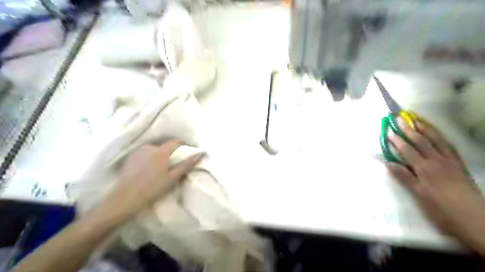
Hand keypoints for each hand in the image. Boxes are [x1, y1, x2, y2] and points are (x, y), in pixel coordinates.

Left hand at [98, 142, 204, 221]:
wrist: (126, 199)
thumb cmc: (153, 188)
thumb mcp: (173, 177)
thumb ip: (186, 164)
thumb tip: (200, 154)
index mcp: (161, 151)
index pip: (175, 141)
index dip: (183, 145)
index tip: (186, 151)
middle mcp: (149, 147)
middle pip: (164, 146)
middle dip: (170, 152)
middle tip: (172, 164)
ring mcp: (138, 152)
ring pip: (154, 149)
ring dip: (159, 155)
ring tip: (159, 168)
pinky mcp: (130, 157)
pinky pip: (144, 153)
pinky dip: (149, 158)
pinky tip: (148, 169)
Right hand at [389, 118, 484, 253]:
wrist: (474, 219)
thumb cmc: (441, 209)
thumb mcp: (419, 195)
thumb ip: (404, 177)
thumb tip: (388, 163)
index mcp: (425, 169)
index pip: (408, 150)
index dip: (397, 140)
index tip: (388, 131)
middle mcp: (437, 161)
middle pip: (421, 141)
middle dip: (409, 129)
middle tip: (399, 119)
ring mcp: (450, 161)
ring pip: (437, 140)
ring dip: (425, 129)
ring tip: (417, 120)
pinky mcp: (459, 164)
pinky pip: (449, 146)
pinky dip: (440, 137)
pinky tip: (436, 134)